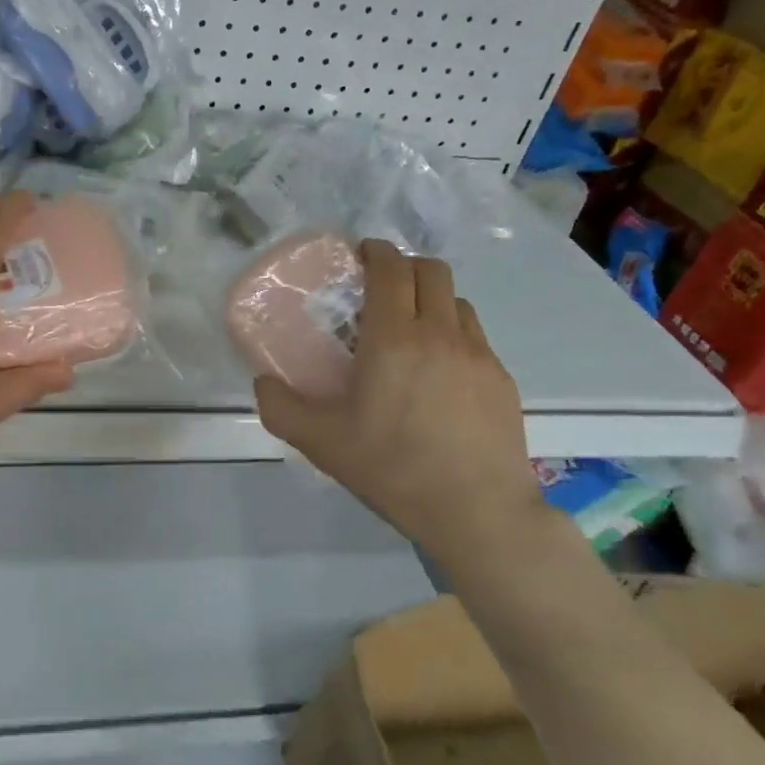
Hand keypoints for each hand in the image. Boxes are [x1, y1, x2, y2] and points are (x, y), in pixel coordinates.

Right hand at [253, 240, 548, 574]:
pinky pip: (475, 337)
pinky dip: (452, 334)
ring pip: (457, 301)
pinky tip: (439, 373)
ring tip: (410, 329)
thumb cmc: (393, 469)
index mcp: (394, 340)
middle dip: (404, 266)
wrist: (477, 512)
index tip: (361, 254)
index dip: (376, 252)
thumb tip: (262, 382)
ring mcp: (479, 355)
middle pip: (431, 271)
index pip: (391, 270)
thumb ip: (281, 408)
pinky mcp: (502, 379)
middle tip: (381, 287)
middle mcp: (441, 334)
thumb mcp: (321, 443)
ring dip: (431, 299)